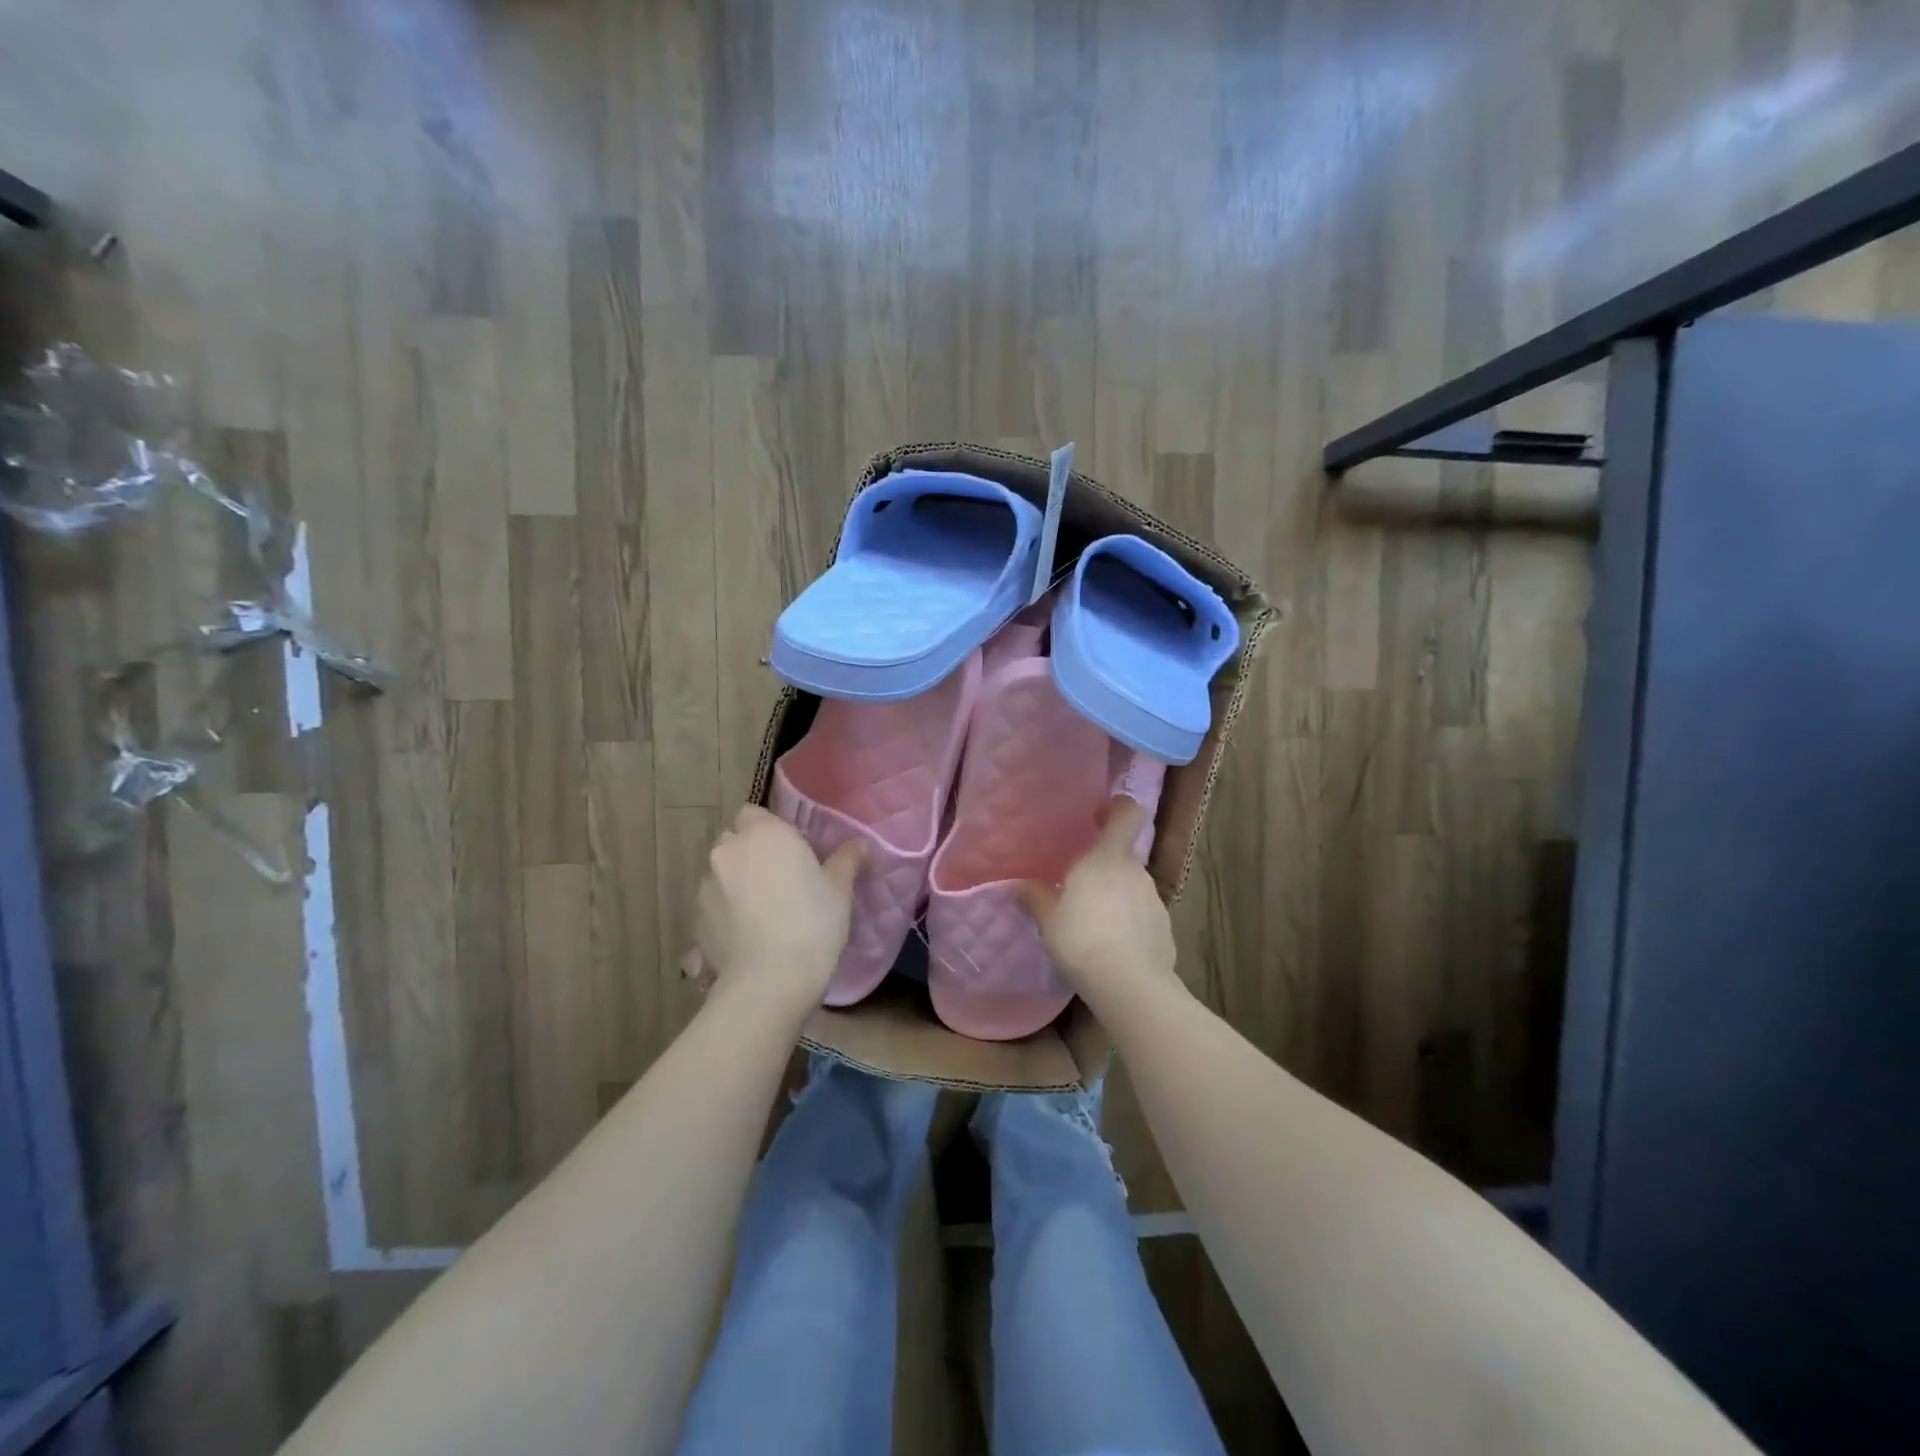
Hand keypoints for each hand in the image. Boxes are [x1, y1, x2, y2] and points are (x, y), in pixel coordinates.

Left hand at [694, 806, 864, 1013]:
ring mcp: (705, 886)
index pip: (753, 813)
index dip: (768, 828)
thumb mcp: (839, 889)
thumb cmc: (812, 921)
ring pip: (720, 874)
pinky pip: (712, 907)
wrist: (771, 979)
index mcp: (763, 833)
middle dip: (749, 853)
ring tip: (759, 912)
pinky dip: (723, 914)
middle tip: (777, 879)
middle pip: (733, 841)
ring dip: (734, 883)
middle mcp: (727, 851)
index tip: (789, 850)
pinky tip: (744, 936)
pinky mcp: (694, 920)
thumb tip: (860, 844)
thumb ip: (847, 860)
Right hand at [1015, 797, 1179, 1009]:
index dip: (1116, 808)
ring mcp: (1154, 899)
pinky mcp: (1164, 927)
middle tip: (1076, 886)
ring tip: (1092, 922)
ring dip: (1114, 896)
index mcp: (1108, 858)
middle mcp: (1136, 871)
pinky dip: (1128, 922)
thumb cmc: (1083, 939)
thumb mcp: (1049, 919)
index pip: (1127, 813)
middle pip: (1121, 856)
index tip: (1097, 817)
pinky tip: (1111, 946)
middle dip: (1102, 866)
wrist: (1131, 985)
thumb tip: (1018, 883)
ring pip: (1131, 886)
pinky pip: (1141, 914)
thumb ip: (1035, 897)